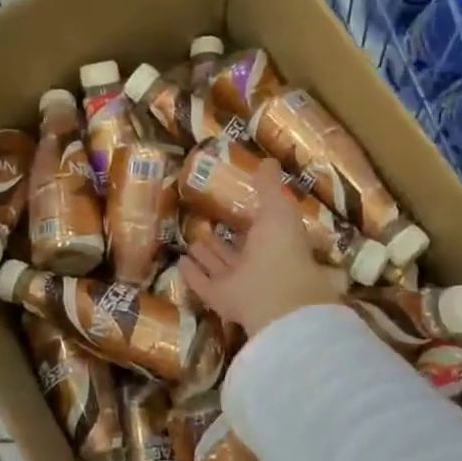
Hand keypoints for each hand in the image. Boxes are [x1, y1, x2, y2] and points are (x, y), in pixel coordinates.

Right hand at [180, 156, 342, 337]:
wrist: (276, 294)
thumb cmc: (281, 246)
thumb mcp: (278, 207)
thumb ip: (269, 186)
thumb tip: (268, 160)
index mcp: (276, 245)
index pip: (262, 232)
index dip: (251, 222)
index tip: (236, 209)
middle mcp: (258, 266)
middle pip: (237, 253)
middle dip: (224, 242)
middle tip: (208, 227)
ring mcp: (239, 285)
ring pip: (220, 269)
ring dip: (207, 257)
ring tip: (193, 242)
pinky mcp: (220, 299)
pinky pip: (203, 285)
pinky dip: (192, 274)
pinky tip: (180, 262)